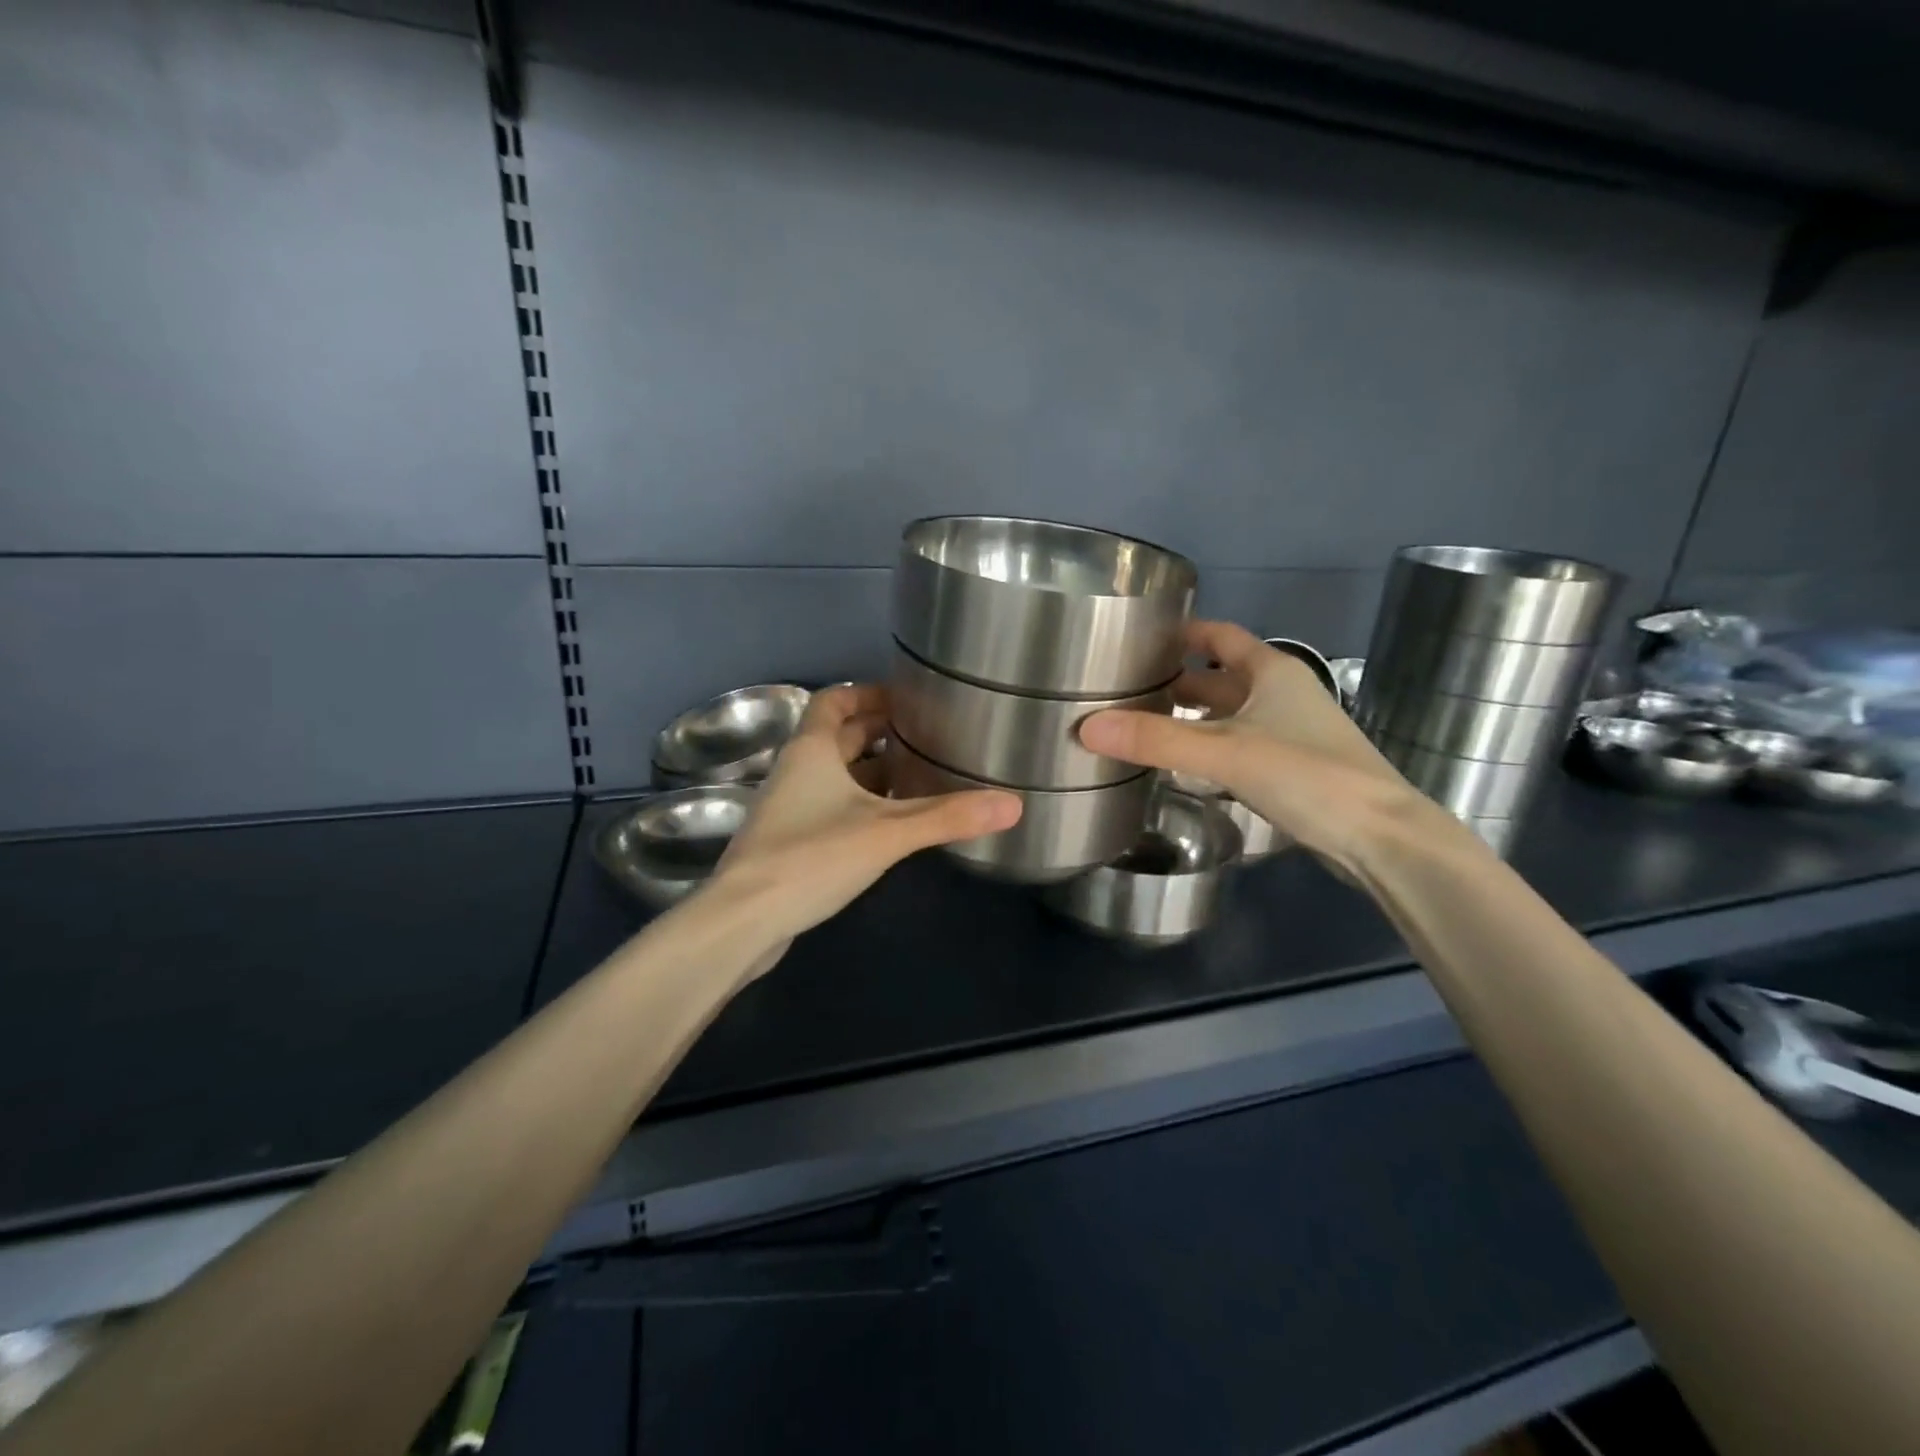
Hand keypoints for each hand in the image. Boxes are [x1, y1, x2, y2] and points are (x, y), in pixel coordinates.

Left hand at [702, 684, 1020, 956]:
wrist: (745, 920)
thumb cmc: (812, 857)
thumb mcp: (887, 832)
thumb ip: (948, 816)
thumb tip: (1013, 804)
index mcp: (811, 750)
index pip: (834, 701)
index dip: (867, 693)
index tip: (906, 700)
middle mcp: (796, 771)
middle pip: (838, 737)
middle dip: (878, 733)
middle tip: (925, 737)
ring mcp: (789, 808)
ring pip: (834, 775)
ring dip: (871, 772)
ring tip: (919, 777)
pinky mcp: (789, 842)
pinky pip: (830, 807)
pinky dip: (860, 805)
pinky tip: (890, 826)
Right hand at [1079, 620, 1463, 872]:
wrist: (1382, 838)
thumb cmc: (1307, 776)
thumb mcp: (1225, 753)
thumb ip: (1157, 740)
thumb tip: (1086, 727)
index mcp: (1271, 672)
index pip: (1219, 636)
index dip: (1181, 634)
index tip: (1137, 640)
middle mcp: (1281, 694)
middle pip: (1219, 678)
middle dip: (1175, 680)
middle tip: (1124, 689)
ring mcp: (1289, 733)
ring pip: (1228, 715)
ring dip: (1190, 717)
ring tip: (1140, 725)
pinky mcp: (1291, 770)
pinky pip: (1237, 746)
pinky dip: (1207, 748)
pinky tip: (1180, 766)